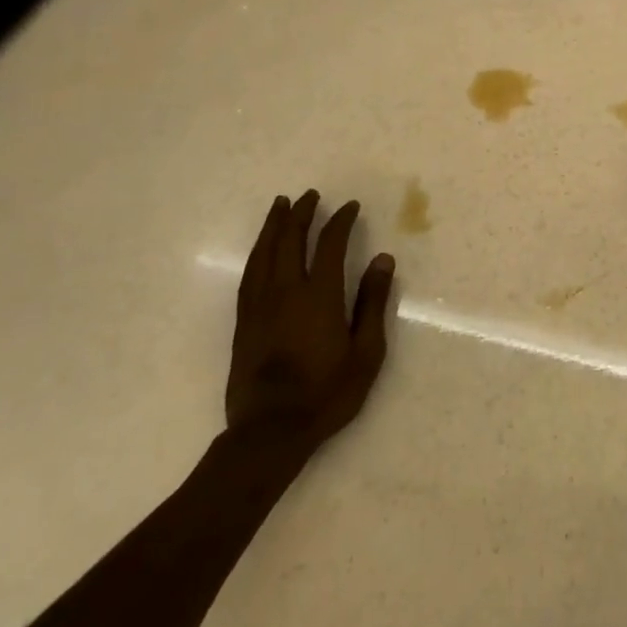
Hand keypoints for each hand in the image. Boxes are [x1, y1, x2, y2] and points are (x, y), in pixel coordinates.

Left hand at [226, 190, 393, 448]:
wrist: (270, 431)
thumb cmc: (327, 393)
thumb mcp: (366, 352)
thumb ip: (372, 302)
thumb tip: (382, 260)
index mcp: (319, 295)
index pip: (329, 244)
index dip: (340, 221)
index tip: (350, 206)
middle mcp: (286, 291)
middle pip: (290, 240)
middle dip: (301, 214)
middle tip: (310, 195)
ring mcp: (260, 305)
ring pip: (264, 253)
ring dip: (273, 226)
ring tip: (280, 206)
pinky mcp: (244, 322)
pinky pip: (249, 274)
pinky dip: (257, 253)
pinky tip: (261, 249)